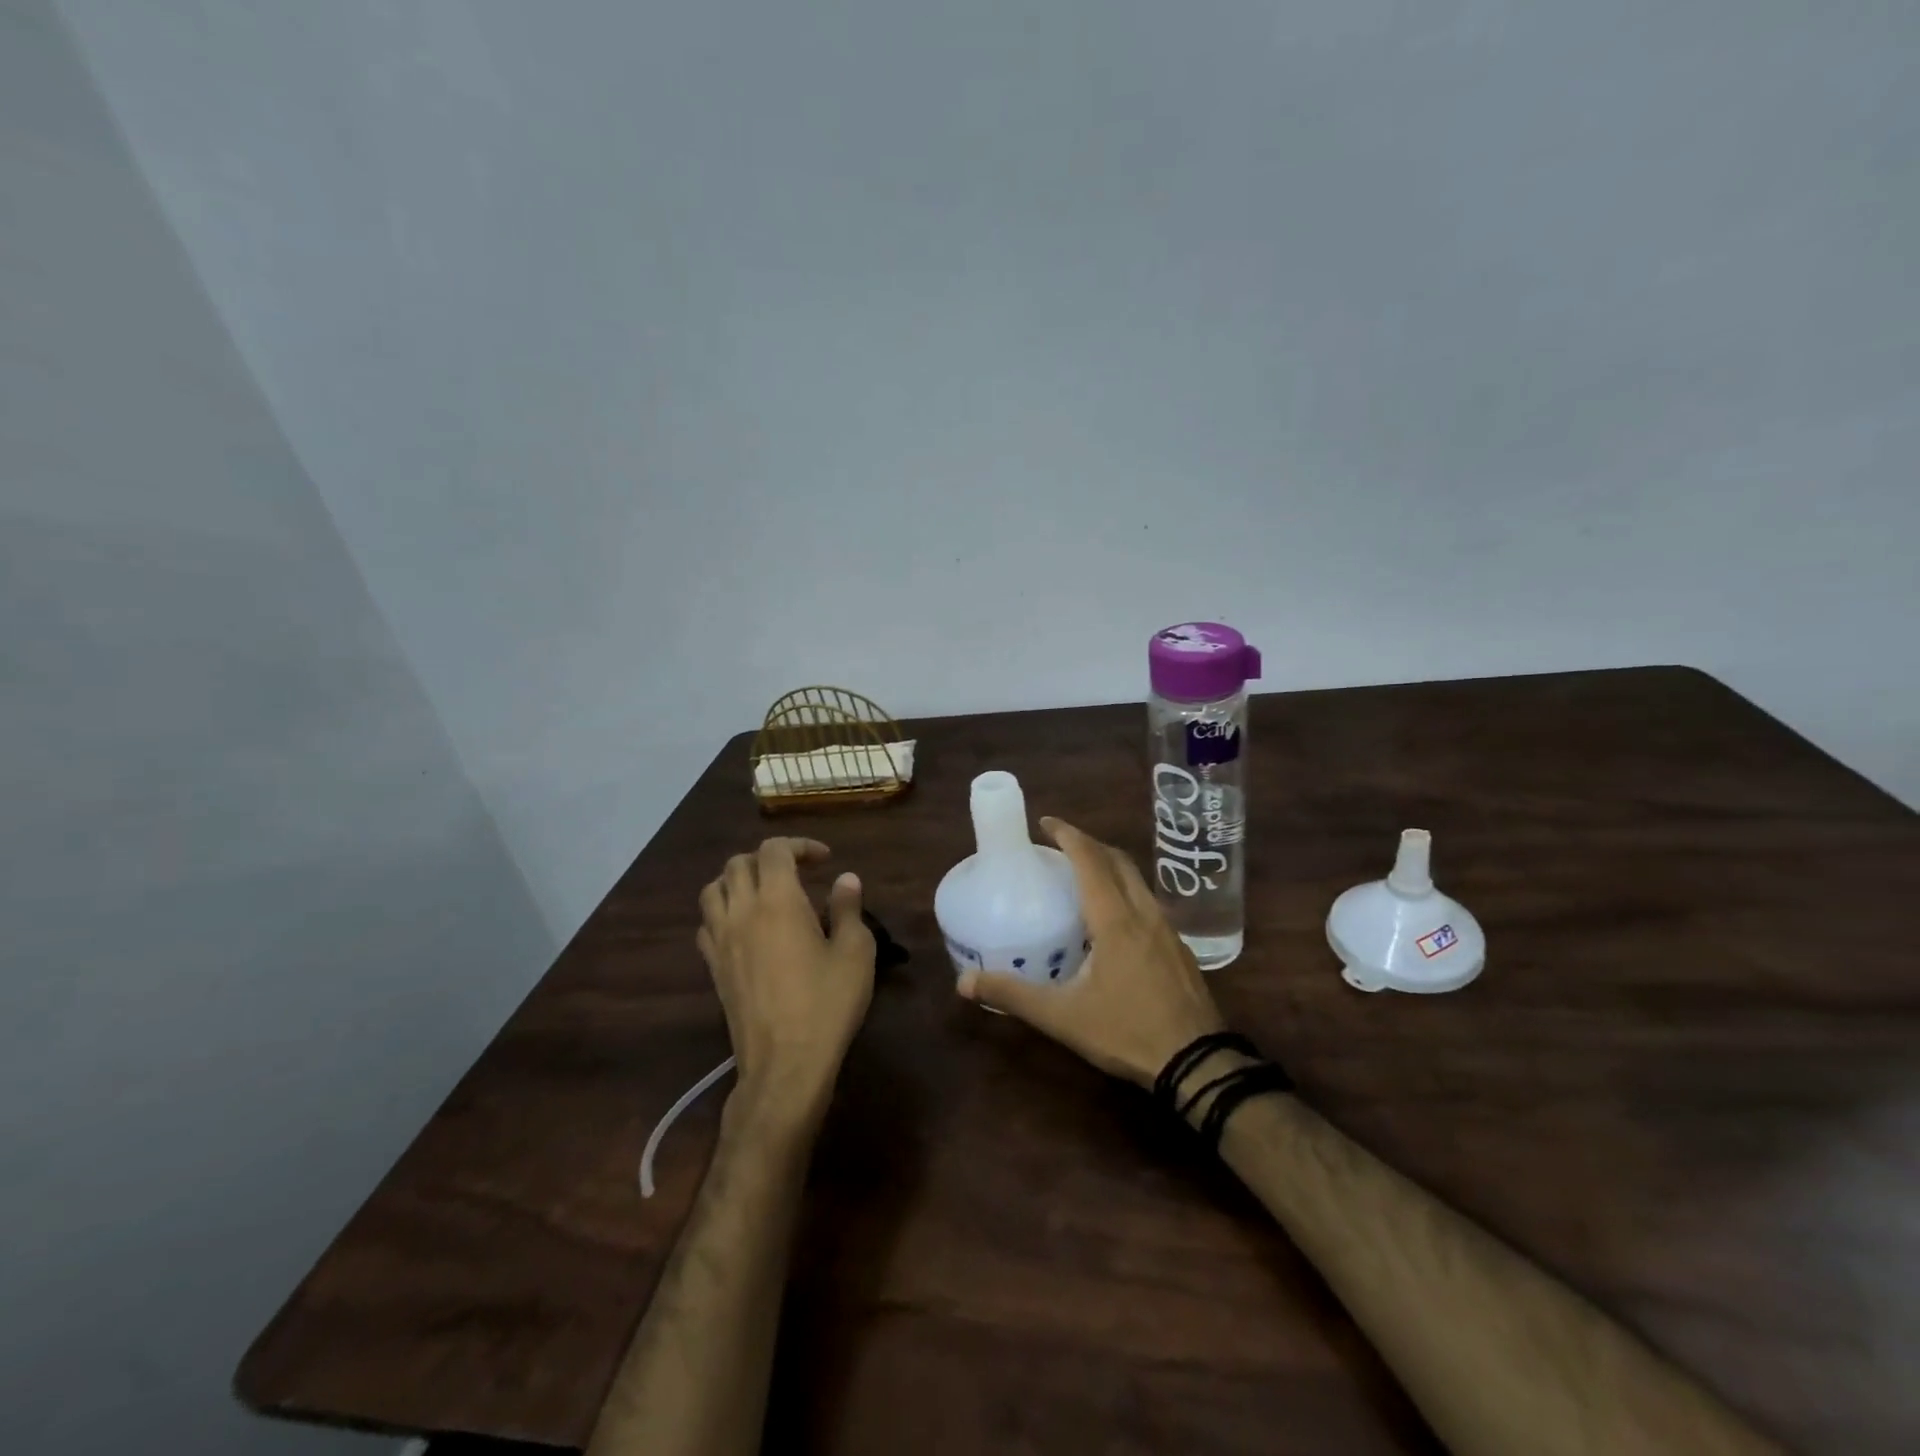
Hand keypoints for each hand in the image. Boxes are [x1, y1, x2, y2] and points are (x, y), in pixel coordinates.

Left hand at [698, 838, 875, 1120]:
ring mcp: (721, 941)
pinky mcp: (713, 968)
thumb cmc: (827, 1004)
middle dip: (768, 858)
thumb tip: (845, 879)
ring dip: (738, 880)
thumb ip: (849, 908)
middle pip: (738, 864)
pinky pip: (706, 924)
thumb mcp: (856, 952)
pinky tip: (745, 927)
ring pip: (713, 890)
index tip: (825, 860)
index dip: (799, 846)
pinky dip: (723, 912)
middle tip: (798, 873)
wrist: (785, 1064)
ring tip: (765, 893)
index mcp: (778, 901)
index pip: (774, 851)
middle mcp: (742, 912)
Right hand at [956, 817, 1225, 1086]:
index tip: (1045, 822)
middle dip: (1088, 844)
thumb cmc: (1126, 1031)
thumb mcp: (1062, 1017)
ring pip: (1136, 880)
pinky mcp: (1178, 947)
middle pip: (1117, 860)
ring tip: (1082, 875)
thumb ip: (1013, 995)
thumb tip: (964, 983)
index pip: (1090, 860)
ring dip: (1109, 865)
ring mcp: (1167, 929)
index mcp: (1115, 919)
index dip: (1068, 835)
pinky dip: (1125, 890)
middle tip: (1059, 846)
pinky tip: (1113, 918)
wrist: (1197, 1063)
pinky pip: (1147, 901)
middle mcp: (1144, 913)